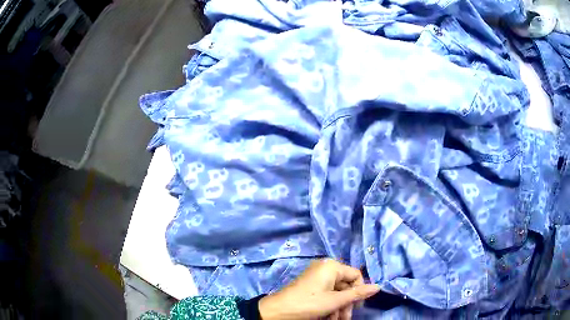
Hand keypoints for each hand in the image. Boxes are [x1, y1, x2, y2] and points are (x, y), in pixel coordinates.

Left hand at [258, 259, 379, 319]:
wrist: (278, 311)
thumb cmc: (309, 303)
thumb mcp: (335, 301)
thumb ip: (357, 294)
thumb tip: (378, 286)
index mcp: (332, 266)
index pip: (356, 275)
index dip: (359, 291)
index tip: (357, 306)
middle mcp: (325, 268)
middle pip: (346, 285)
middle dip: (347, 303)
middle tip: (345, 318)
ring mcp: (316, 277)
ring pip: (336, 292)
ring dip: (338, 307)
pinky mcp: (310, 286)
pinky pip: (326, 294)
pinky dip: (329, 306)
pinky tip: (327, 318)